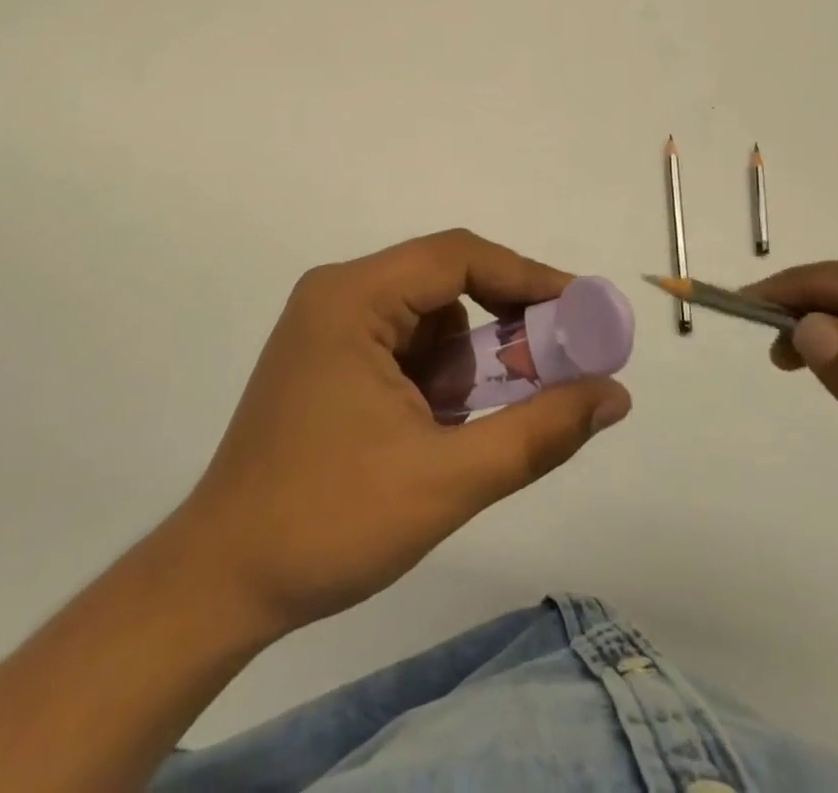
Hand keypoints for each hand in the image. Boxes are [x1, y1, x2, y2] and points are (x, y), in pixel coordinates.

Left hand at [175, 229, 632, 638]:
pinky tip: (435, 431)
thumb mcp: (448, 480)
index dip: (527, 277)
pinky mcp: (326, 358)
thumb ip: (538, 431)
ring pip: (427, 319)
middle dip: (500, 328)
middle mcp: (337, 294)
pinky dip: (435, 378)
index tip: (582, 312)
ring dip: (465, 364)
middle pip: (443, 284)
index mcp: (353, 298)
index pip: (457, 257)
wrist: (222, 581)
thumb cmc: (329, 522)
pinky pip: (403, 345)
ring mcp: (327, 325)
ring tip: (469, 427)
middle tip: (550, 371)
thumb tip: (614, 395)